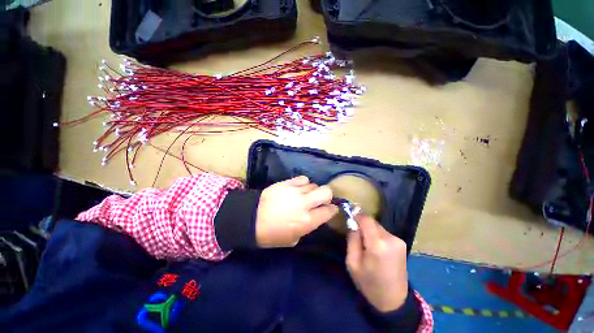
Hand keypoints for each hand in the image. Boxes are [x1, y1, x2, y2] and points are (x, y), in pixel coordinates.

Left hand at [256, 176, 337, 247]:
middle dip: (327, 196)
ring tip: (304, 194)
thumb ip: (307, 227)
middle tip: (320, 200)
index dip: (332, 210)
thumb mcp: (293, 239)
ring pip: (314, 184)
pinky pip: (302, 178)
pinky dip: (303, 183)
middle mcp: (305, 204)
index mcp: (308, 221)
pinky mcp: (287, 183)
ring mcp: (296, 191)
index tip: (329, 210)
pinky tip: (298, 188)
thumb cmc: (272, 234)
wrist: (251, 219)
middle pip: (326, 192)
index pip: (329, 211)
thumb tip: (313, 217)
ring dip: (312, 190)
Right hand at [346, 215, 408, 311]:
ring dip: (369, 230)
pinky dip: (377, 235)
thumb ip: (352, 239)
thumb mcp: (352, 263)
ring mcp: (398, 241)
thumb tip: (352, 223)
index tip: (349, 211)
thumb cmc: (369, 284)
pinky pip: (384, 233)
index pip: (366, 219)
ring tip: (365, 243)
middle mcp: (391, 239)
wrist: (394, 301)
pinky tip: (375, 247)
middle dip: (362, 224)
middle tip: (354, 232)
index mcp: (377, 245)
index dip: (356, 213)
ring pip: (378, 227)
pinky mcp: (402, 244)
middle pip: (372, 222)